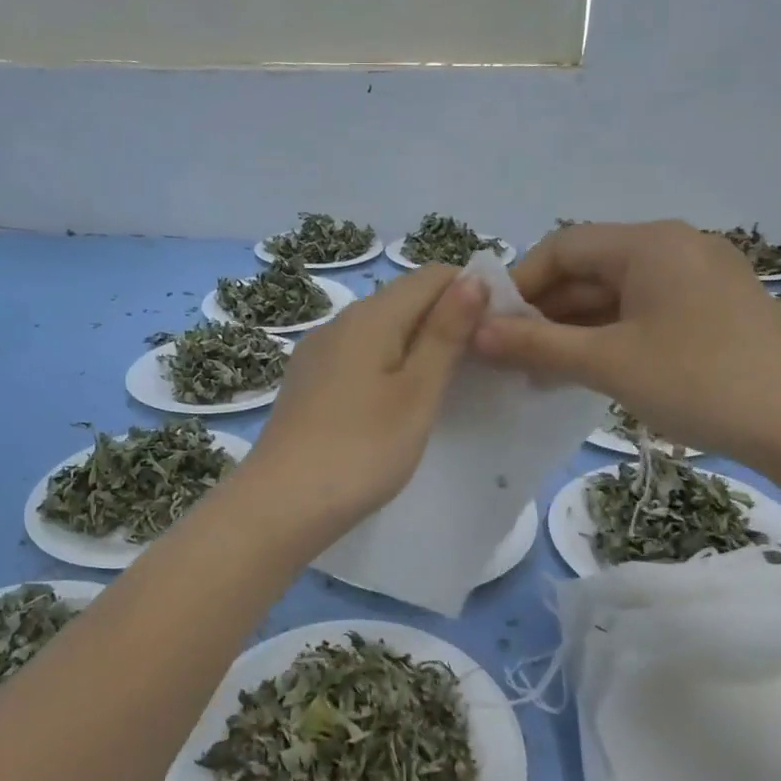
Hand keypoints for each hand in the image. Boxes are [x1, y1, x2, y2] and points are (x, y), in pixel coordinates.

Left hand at [241, 265, 487, 539]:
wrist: (282, 505)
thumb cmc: (362, 449)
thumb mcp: (417, 392)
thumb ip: (445, 334)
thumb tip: (472, 278)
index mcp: (370, 315)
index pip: (432, 276)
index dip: (471, 292)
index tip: (499, 331)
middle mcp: (340, 322)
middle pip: (405, 300)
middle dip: (447, 320)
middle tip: (482, 364)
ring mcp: (318, 353)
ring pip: (381, 330)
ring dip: (418, 345)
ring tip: (447, 385)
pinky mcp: (308, 383)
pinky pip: (359, 357)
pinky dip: (388, 366)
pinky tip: (398, 402)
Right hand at [472, 220, 780, 459]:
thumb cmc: (698, 381)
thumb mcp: (607, 363)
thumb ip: (537, 345)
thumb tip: (475, 334)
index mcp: (650, 243)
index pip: (563, 247)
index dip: (521, 285)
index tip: (493, 328)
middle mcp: (675, 247)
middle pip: (590, 270)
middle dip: (546, 313)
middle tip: (511, 358)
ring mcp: (699, 279)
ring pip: (616, 296)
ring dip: (575, 330)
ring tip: (541, 373)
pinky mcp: (714, 311)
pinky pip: (645, 313)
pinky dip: (611, 338)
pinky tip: (589, 372)